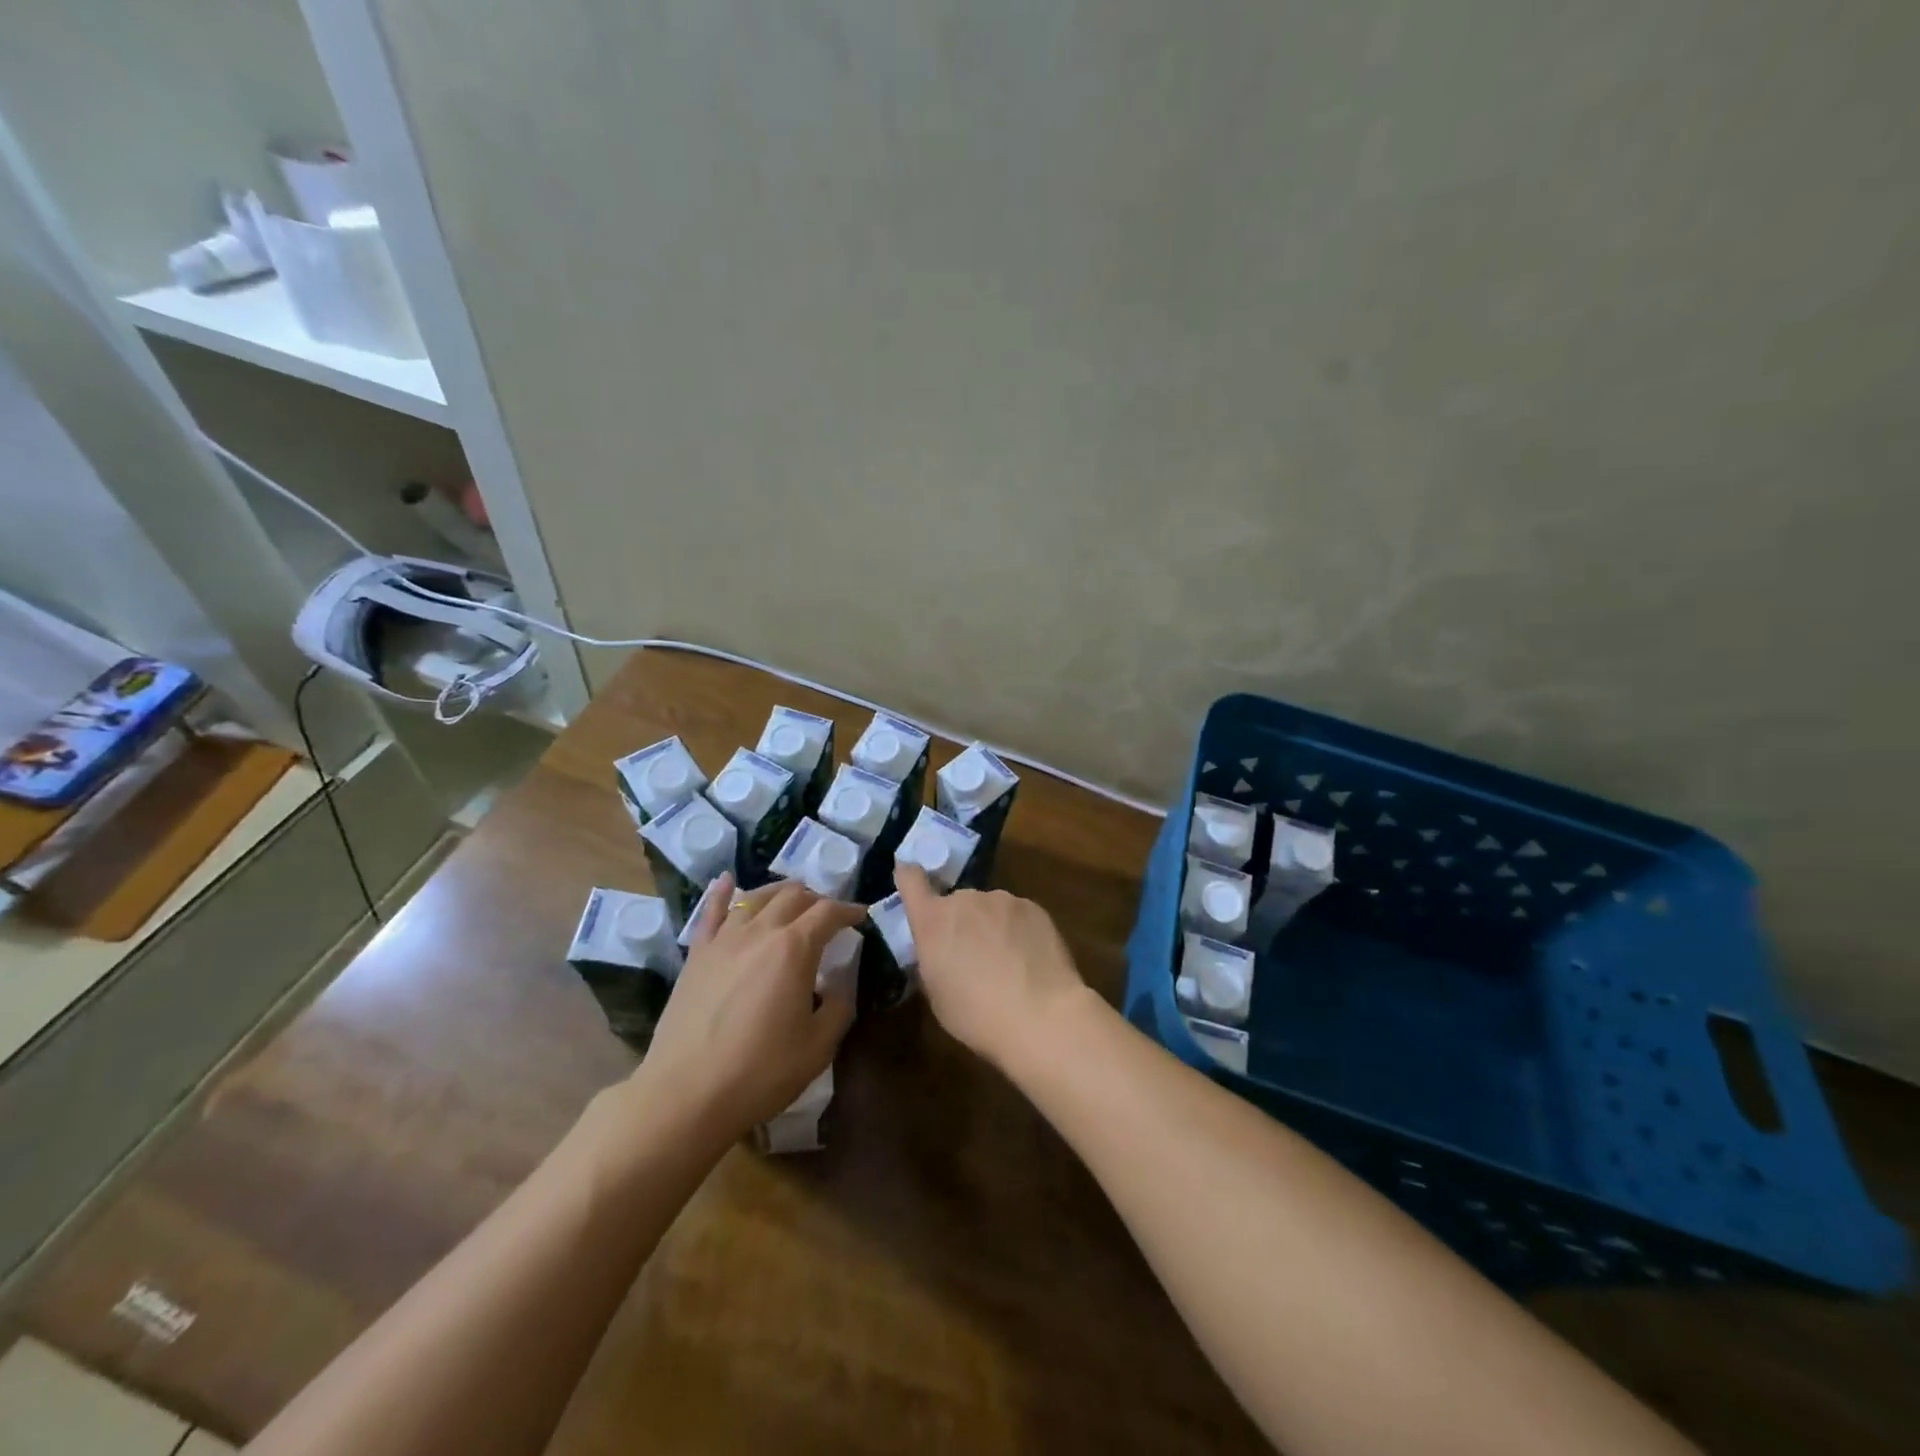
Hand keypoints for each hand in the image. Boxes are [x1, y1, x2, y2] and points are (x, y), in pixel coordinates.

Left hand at [628, 873, 862, 1145]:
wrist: (686, 1094)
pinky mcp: (697, 956)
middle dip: (817, 899)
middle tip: (828, 914)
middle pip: (793, 896)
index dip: (849, 910)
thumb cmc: (760, 1072)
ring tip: (791, 898)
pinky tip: (727, 881)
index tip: (861, 916)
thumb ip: (838, 1007)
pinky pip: (711, 913)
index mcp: (794, 948)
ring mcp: (724, 940)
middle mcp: (760, 932)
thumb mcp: (819, 1046)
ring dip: (779, 892)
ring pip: (755, 898)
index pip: (828, 913)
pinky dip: (723, 893)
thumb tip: (838, 986)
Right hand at [894, 865, 1090, 1071]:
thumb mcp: (936, 994)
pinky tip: (1029, 960)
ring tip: (1007, 963)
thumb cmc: (976, 1015)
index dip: (909, 878)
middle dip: (960, 923)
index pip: (910, 879)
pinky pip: (1016, 914)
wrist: (1040, 1015)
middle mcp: (965, 899)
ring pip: (989, 908)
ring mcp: (1002, 899)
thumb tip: (939, 950)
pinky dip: (1017, 931)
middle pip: (956, 902)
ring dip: (990, 926)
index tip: (910, 878)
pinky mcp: (1033, 906)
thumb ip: (932, 960)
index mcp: (933, 920)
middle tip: (973, 957)